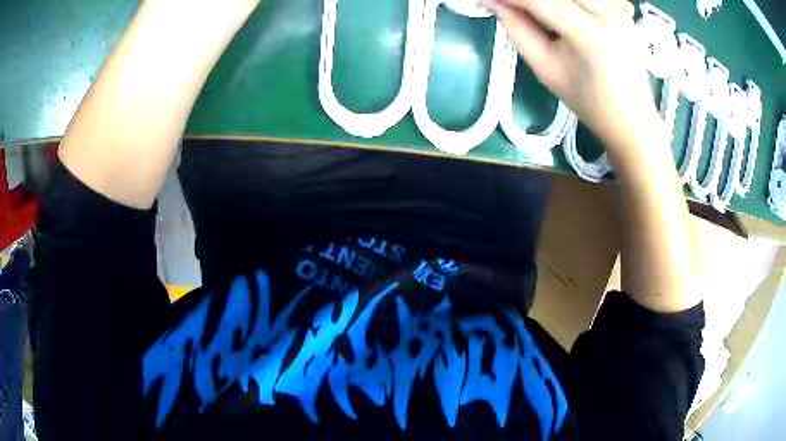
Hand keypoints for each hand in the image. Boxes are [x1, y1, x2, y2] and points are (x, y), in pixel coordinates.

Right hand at [488, 0, 659, 148]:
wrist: (632, 118)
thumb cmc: (589, 102)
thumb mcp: (546, 69)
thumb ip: (518, 30)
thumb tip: (494, 2)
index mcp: (588, 32)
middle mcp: (607, 11)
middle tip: (511, 7)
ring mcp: (617, 7)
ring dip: (548, 0)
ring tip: (536, 14)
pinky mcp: (622, 7)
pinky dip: (569, 2)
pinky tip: (563, 12)